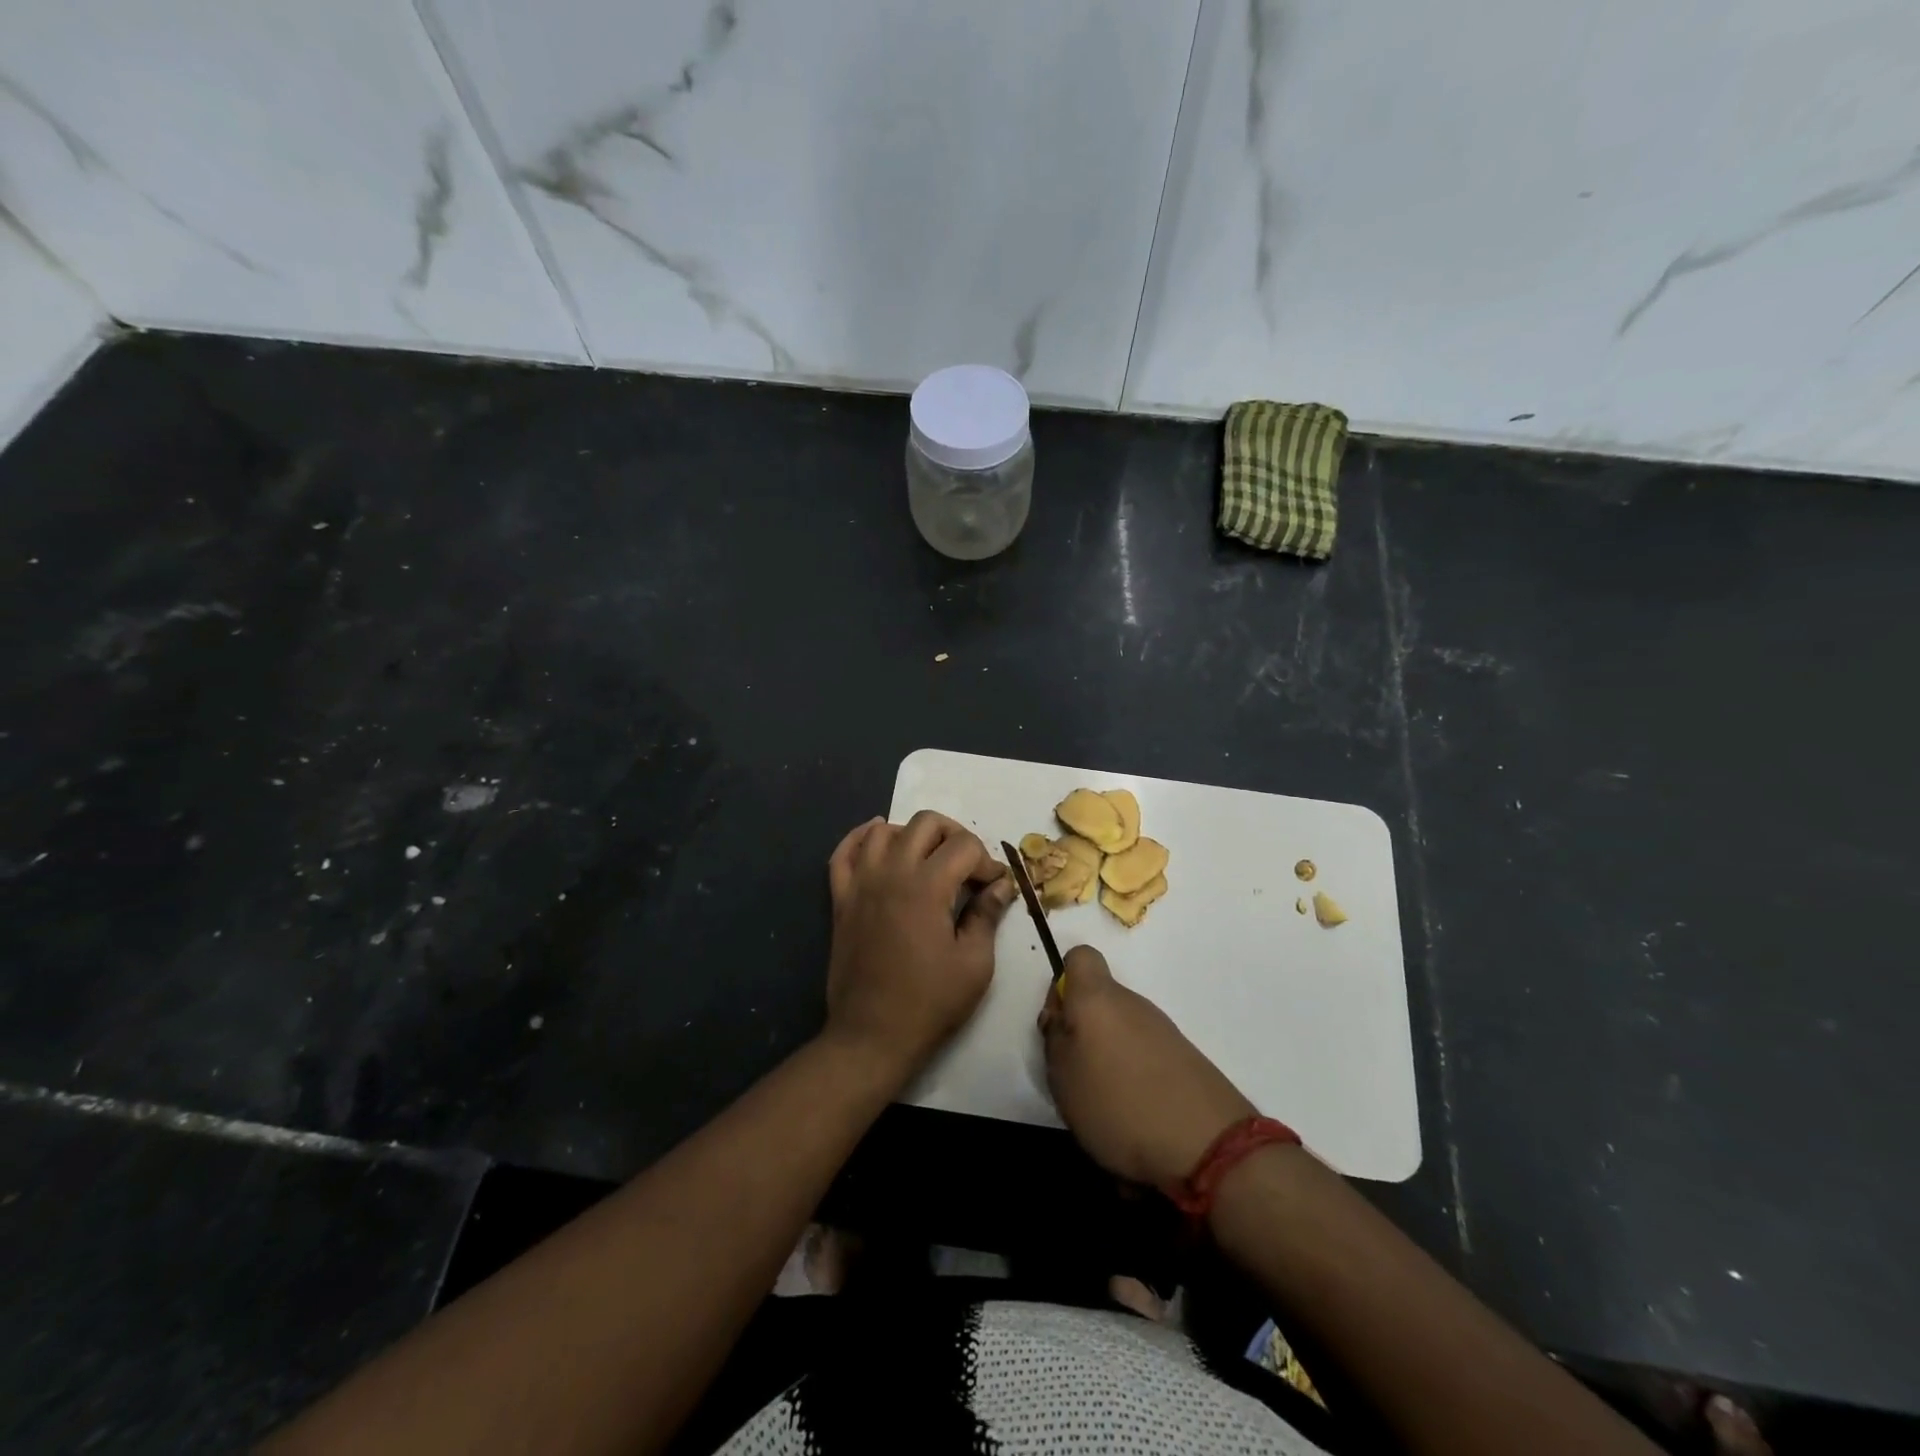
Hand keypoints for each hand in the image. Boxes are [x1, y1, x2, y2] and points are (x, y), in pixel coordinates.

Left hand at [823, 812, 1014, 1087]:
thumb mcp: (974, 963)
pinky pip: (844, 853)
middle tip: (968, 867)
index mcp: (927, 887)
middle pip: (926, 823)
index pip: (964, 846)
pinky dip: (860, 838)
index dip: (987, 862)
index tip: (996, 888)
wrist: (872, 1035)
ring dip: (912, 835)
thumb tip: (1001, 886)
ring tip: (928, 859)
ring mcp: (861, 884)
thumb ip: (987, 915)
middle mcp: (891, 873)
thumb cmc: (930, 1002)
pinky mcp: (841, 899)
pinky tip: (877, 839)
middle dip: (955, 836)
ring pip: (884, 830)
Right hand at [1039, 946, 1255, 1188]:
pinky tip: (1138, 1121)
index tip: (1059, 1023)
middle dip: (1085, 1032)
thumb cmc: (1119, 1104)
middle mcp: (1132, 1003)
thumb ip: (1055, 1041)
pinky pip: (1146, 1058)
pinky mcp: (1185, 1058)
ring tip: (1107, 1109)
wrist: (1208, 1144)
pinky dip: (1137, 1082)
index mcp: (1097, 999)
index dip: (1064, 984)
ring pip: (1122, 1032)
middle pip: (1100, 1002)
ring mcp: (1162, 1030)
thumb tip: (1062, 1020)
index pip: (1079, 957)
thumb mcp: (1063, 1078)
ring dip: (1110, 1060)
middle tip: (1077, 1077)